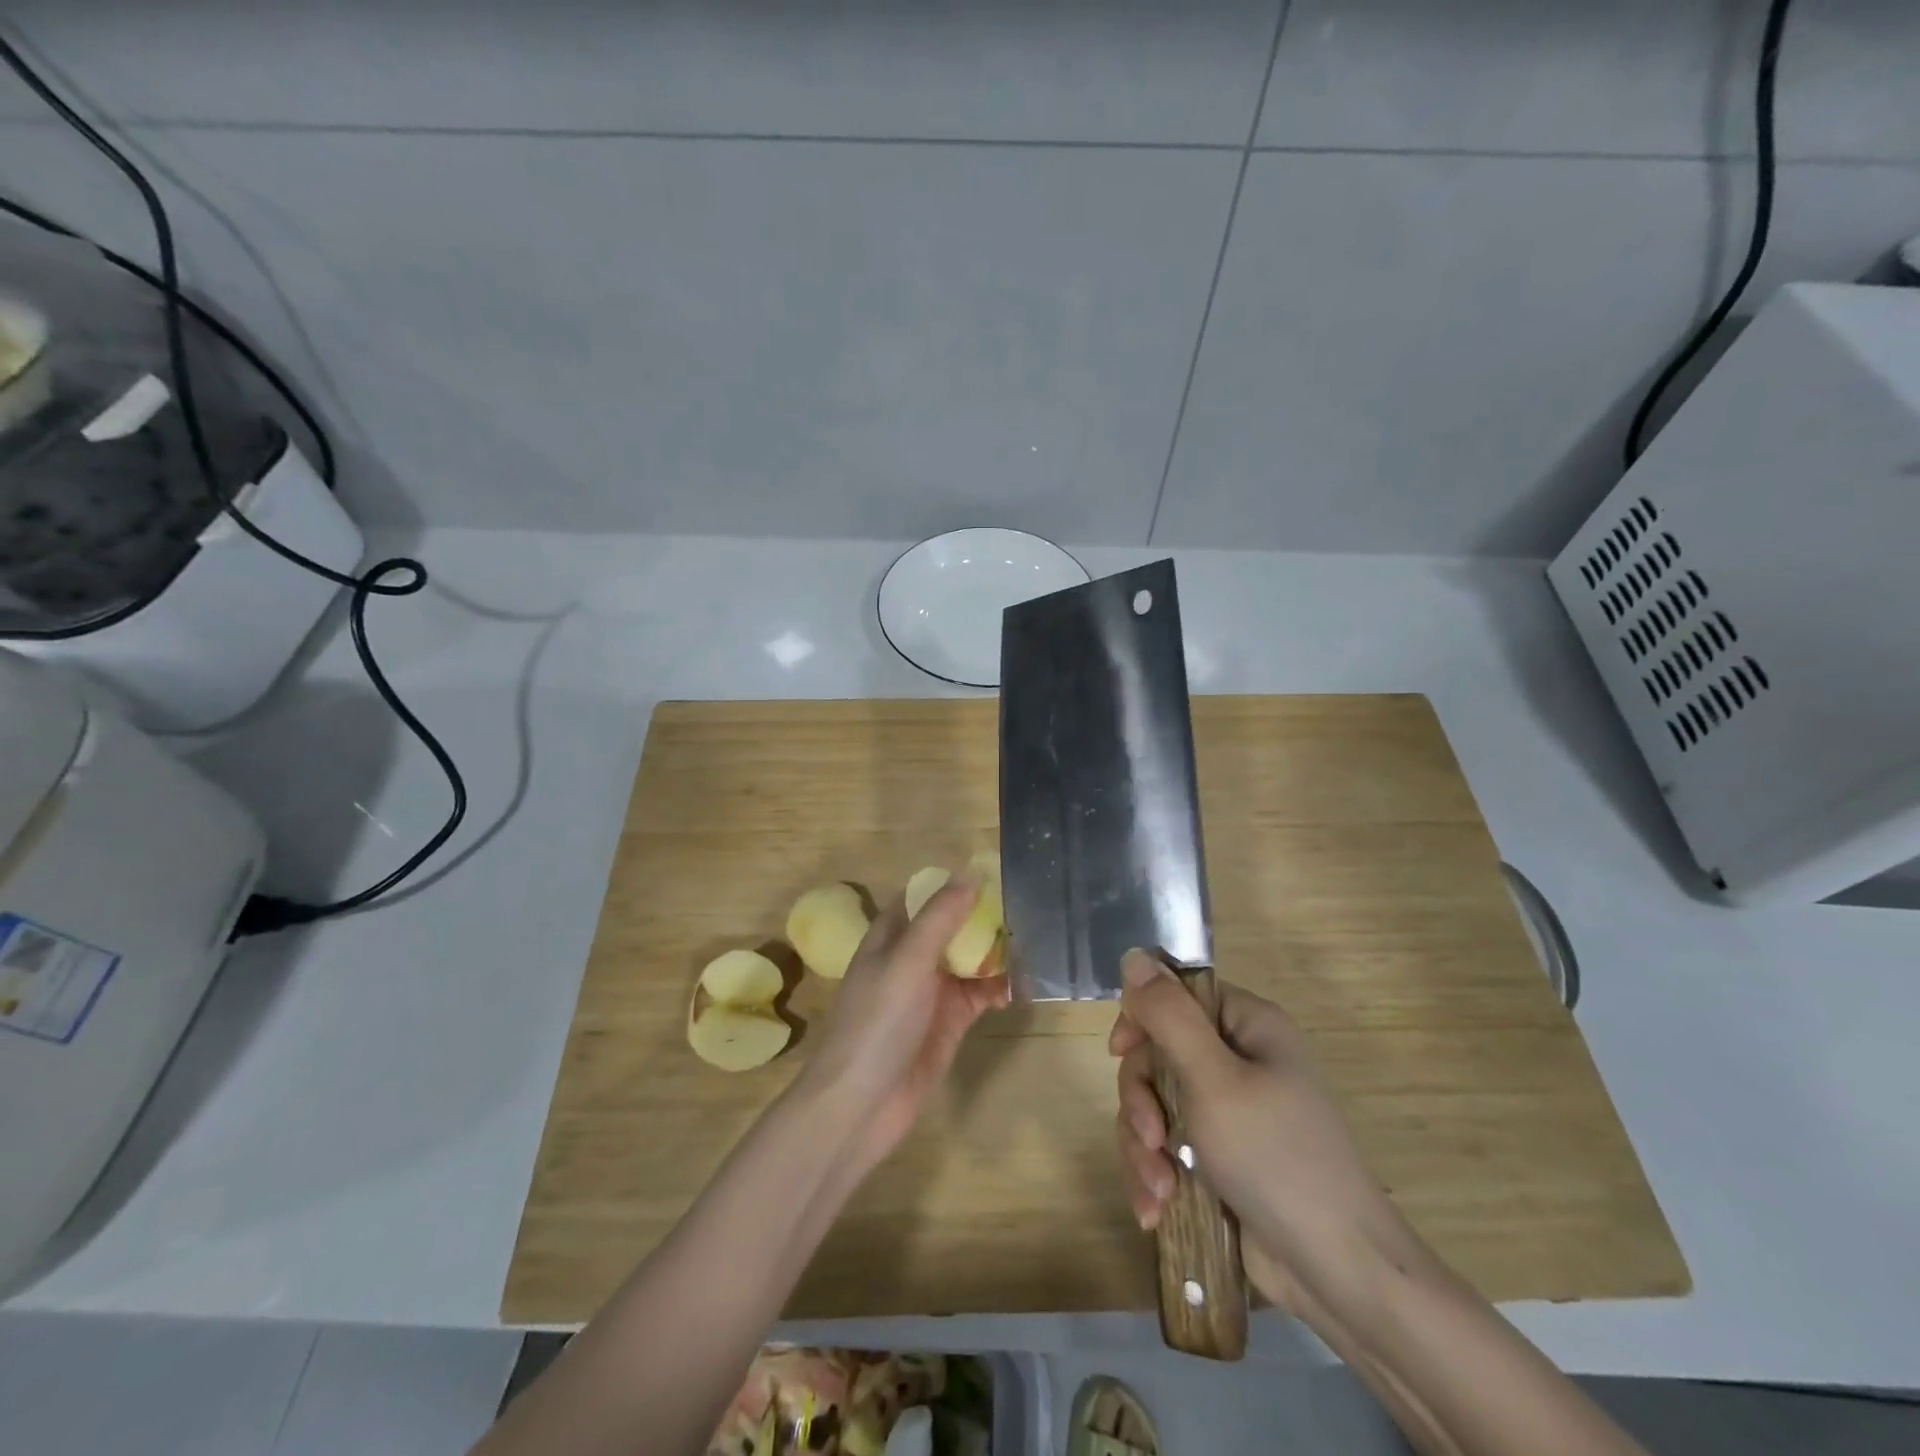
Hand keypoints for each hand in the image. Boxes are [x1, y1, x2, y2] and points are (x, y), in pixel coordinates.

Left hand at [799, 878, 1010, 1174]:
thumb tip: (970, 873)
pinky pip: (981, 994)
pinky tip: (1024, 987)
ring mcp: (932, 991)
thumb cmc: (879, 1021)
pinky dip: (1001, 988)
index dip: (953, 884)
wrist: (862, 1103)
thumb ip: (940, 917)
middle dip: (985, 918)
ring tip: (1036, 944)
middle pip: (953, 927)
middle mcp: (912, 958)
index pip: (924, 897)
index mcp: (892, 936)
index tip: (993, 873)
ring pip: (971, 959)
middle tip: (1029, 906)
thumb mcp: (908, 960)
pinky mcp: (951, 1021)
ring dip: (998, 952)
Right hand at [1110, 951, 1423, 1323]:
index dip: (1142, 1018)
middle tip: (1151, 1138)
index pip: (1178, 995)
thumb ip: (1169, 1016)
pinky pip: (1167, 1145)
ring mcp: (1229, 1111)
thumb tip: (1135, 955)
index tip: (1121, 1052)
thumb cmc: (1276, 1158)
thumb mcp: (1214, 1080)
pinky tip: (1157, 1209)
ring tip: (1159, 1190)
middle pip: (1158, 1053)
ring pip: (1155, 1104)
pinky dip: (1156, 1173)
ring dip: (1144, 1146)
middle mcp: (1239, 1060)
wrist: (1337, 1272)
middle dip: (1142, 1100)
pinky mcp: (1219, 1157)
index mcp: (1248, 1026)